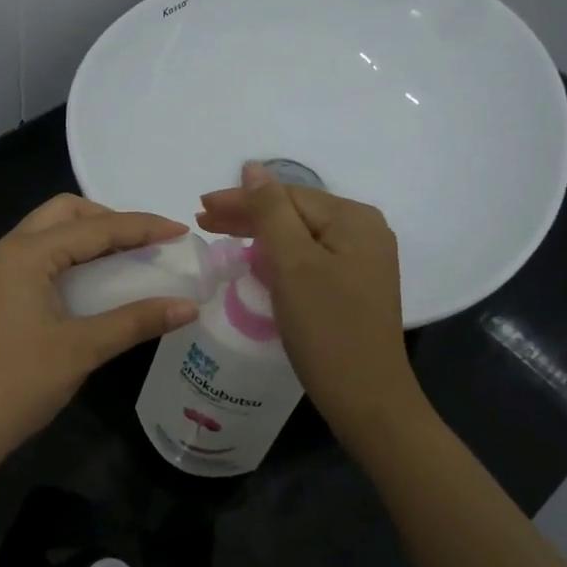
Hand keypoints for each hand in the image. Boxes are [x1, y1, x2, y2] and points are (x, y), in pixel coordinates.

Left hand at [0, 195, 200, 484]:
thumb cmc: (18, 383)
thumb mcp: (82, 349)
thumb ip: (136, 321)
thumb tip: (189, 306)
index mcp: (25, 254)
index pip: (95, 227)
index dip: (142, 226)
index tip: (181, 230)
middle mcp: (8, 251)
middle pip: (64, 213)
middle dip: (108, 219)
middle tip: (146, 243)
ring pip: (50, 234)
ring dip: (89, 238)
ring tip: (129, 258)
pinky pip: (40, 259)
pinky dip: (72, 259)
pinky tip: (95, 284)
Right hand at [196, 163, 420, 434]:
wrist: (366, 398)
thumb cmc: (327, 328)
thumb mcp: (293, 264)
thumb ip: (270, 212)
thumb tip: (252, 167)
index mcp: (354, 219)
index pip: (287, 195)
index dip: (241, 199)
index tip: (199, 208)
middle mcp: (364, 232)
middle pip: (294, 213)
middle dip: (247, 215)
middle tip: (202, 220)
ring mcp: (360, 262)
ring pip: (299, 236)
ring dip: (259, 235)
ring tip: (219, 235)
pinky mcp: (351, 287)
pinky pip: (308, 259)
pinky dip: (278, 257)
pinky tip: (255, 260)